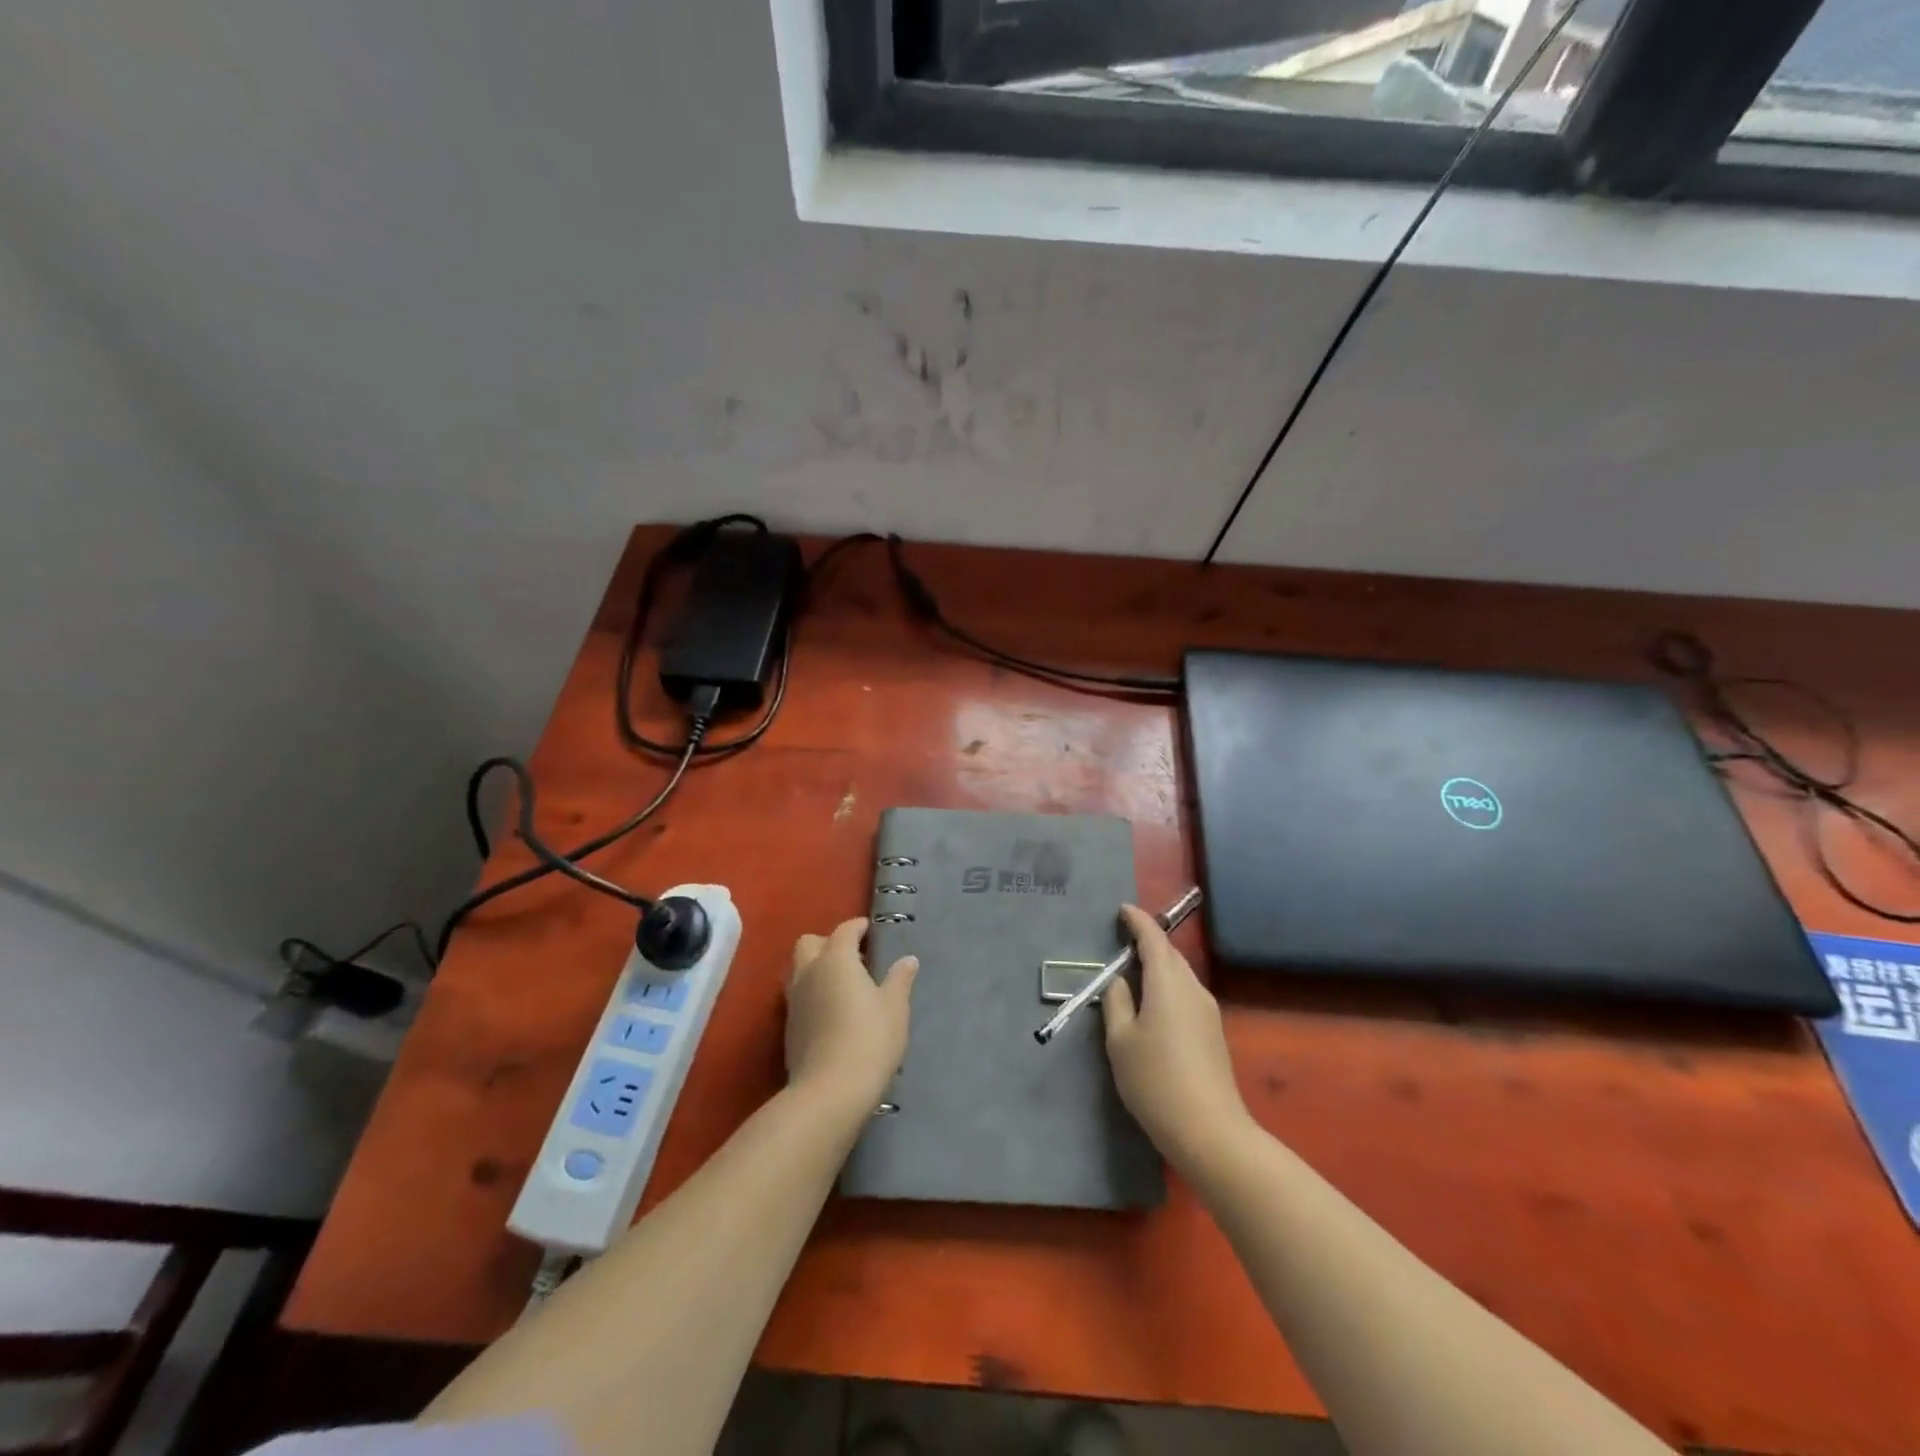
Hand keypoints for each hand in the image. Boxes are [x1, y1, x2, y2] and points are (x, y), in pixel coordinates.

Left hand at [785, 918, 917, 1116]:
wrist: (829, 1092)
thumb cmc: (869, 1040)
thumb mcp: (895, 1008)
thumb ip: (899, 980)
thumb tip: (907, 960)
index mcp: (835, 959)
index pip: (844, 930)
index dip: (858, 927)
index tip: (871, 931)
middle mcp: (809, 972)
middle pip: (810, 943)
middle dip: (829, 942)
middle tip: (853, 957)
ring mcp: (794, 1001)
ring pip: (799, 969)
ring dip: (816, 968)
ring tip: (842, 984)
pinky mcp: (788, 1028)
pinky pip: (798, 996)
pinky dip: (812, 993)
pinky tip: (831, 1011)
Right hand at [1102, 904, 1252, 1172]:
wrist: (1210, 1131)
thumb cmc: (1156, 1081)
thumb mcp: (1120, 1042)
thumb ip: (1116, 1003)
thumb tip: (1120, 982)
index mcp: (1168, 984)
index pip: (1153, 939)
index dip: (1138, 921)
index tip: (1123, 910)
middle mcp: (1193, 989)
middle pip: (1170, 955)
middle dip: (1148, 942)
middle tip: (1123, 939)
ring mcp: (1208, 1012)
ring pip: (1180, 976)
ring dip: (1159, 966)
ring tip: (1134, 972)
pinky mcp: (1213, 1033)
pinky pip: (1186, 995)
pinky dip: (1168, 988)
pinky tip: (1153, 1006)